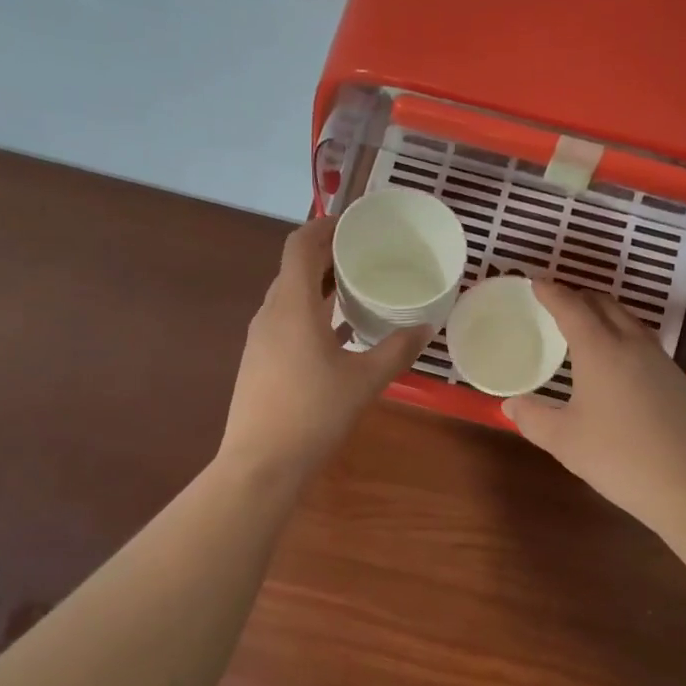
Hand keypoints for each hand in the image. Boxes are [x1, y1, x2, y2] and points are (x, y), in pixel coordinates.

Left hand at [217, 217, 430, 483]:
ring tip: (357, 288)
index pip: (300, 245)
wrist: (261, 463)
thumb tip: (425, 327)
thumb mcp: (365, 380)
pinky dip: (311, 312)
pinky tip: (338, 333)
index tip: (354, 222)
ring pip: (290, 296)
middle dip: (327, 254)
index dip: (324, 225)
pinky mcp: (259, 360)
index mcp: (292, 305)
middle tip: (366, 253)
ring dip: (319, 285)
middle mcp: (270, 313)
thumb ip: (397, 350)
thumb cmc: (314, 414)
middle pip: (295, 268)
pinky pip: (286, 320)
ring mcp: (260, 338)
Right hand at [503, 280, 685, 531]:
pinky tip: (617, 361)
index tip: (535, 283)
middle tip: (557, 302)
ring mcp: (661, 360)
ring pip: (629, 321)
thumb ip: (532, 418)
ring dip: (604, 314)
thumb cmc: (618, 457)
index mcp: (601, 350)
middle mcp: (633, 344)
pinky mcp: (677, 379)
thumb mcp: (563, 441)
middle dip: (579, 297)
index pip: (572, 308)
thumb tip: (511, 404)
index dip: (552, 293)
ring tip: (585, 325)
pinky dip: (622, 336)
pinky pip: (643, 342)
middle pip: (605, 305)